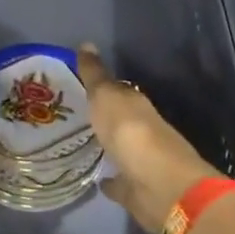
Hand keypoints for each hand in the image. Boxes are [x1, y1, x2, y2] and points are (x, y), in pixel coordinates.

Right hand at [77, 44, 218, 233]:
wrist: (159, 184)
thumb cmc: (131, 132)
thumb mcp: (107, 96)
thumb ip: (95, 75)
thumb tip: (86, 43)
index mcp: (136, 105)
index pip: (117, 91)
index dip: (99, 87)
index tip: (78, 85)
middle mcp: (141, 130)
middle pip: (119, 120)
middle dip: (102, 117)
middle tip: (74, 114)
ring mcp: (141, 162)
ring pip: (120, 150)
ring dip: (106, 146)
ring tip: (80, 143)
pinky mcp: (136, 190)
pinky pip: (120, 182)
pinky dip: (111, 180)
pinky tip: (97, 179)